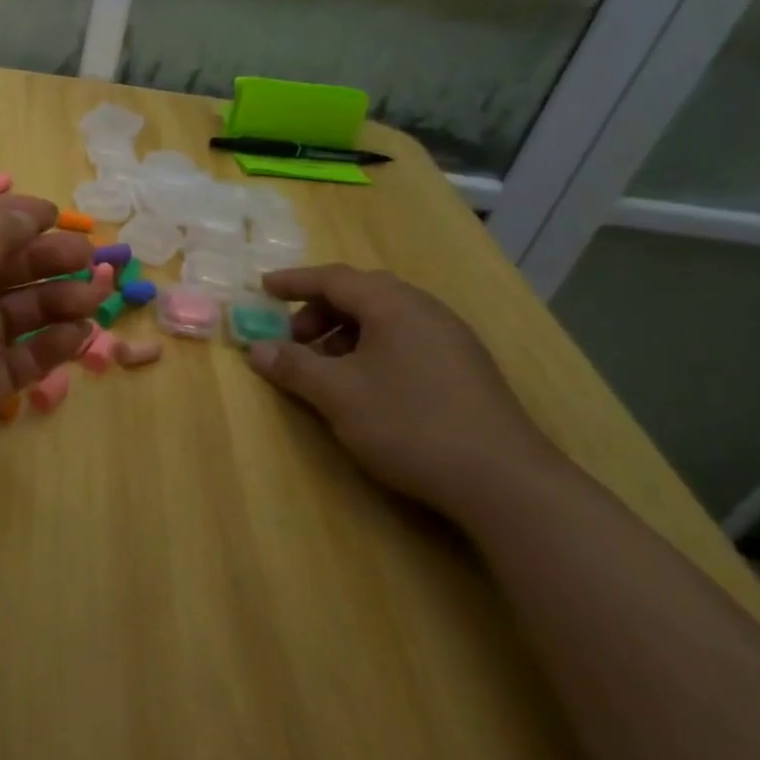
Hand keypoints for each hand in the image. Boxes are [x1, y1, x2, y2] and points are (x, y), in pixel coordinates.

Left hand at [0, 196, 97, 551]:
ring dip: (54, 300)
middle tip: (92, 262)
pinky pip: (17, 357)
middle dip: (42, 258)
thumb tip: (26, 210)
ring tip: (95, 301)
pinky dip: (49, 344)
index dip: (7, 214)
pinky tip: (80, 338)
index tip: (56, 217)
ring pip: (11, 311)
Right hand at [245, 264, 567, 520]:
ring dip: (345, 333)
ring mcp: (451, 340)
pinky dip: (372, 349)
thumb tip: (256, 348)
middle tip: (293, 339)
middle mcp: (426, 311)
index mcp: (395, 306)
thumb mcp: (338, 394)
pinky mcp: (464, 369)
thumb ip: (293, 366)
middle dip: (320, 311)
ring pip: (385, 319)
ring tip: (325, 368)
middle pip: (362, 294)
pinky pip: (405, 340)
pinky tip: (364, 386)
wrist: (503, 480)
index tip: (262, 289)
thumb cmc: (410, 423)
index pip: (335, 278)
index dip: (294, 282)